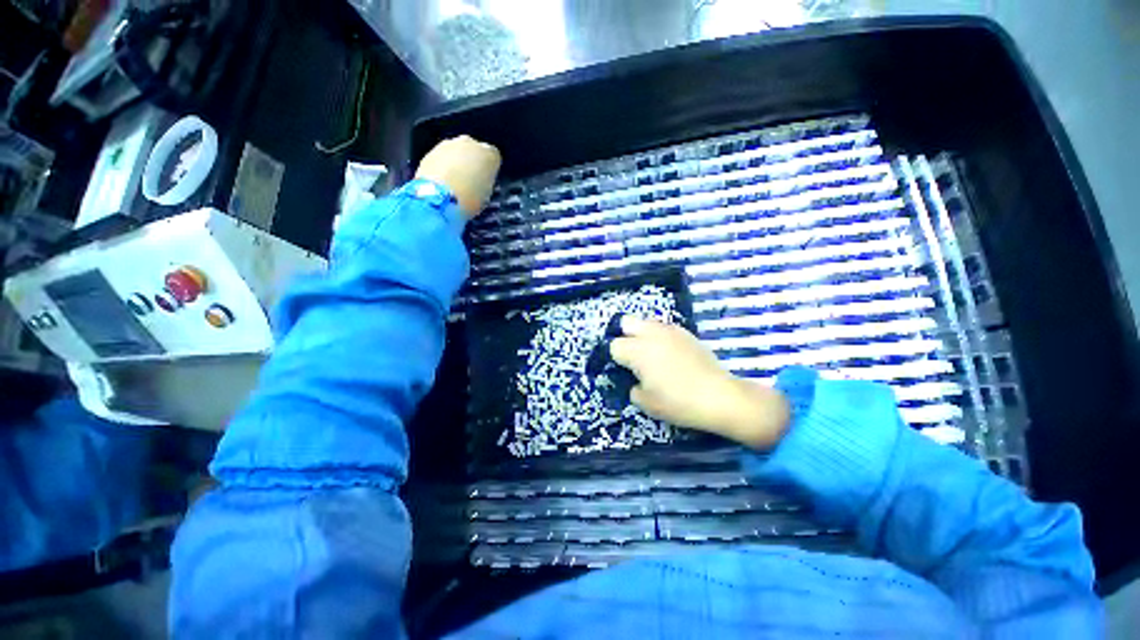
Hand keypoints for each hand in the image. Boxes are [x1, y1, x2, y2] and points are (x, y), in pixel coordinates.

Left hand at [415, 135, 501, 218]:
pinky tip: (442, 181)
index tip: (486, 180)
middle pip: (474, 150)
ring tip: (454, 182)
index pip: (493, 157)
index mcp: (489, 154)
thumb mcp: (486, 194)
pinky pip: (441, 157)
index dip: (489, 169)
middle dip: (472, 162)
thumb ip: (485, 182)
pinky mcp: (431, 150)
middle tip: (470, 180)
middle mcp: (470, 143)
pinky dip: (442, 166)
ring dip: (456, 162)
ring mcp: (448, 144)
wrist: (438, 199)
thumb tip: (480, 182)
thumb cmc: (469, 199)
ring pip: (456, 151)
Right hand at [610, 317, 790, 449]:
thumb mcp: (647, 404)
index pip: (614, 345)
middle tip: (632, 356)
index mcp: (637, 351)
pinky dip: (660, 336)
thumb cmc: (678, 402)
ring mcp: (670, 330)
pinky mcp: (686, 333)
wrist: (720, 396)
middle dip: (624, 335)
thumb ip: (632, 388)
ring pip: (646, 322)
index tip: (623, 370)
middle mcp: (651, 334)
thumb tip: (635, 380)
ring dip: (643, 334)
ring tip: (651, 353)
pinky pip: (664, 328)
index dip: (615, 358)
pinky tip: (670, 354)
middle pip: (627, 322)